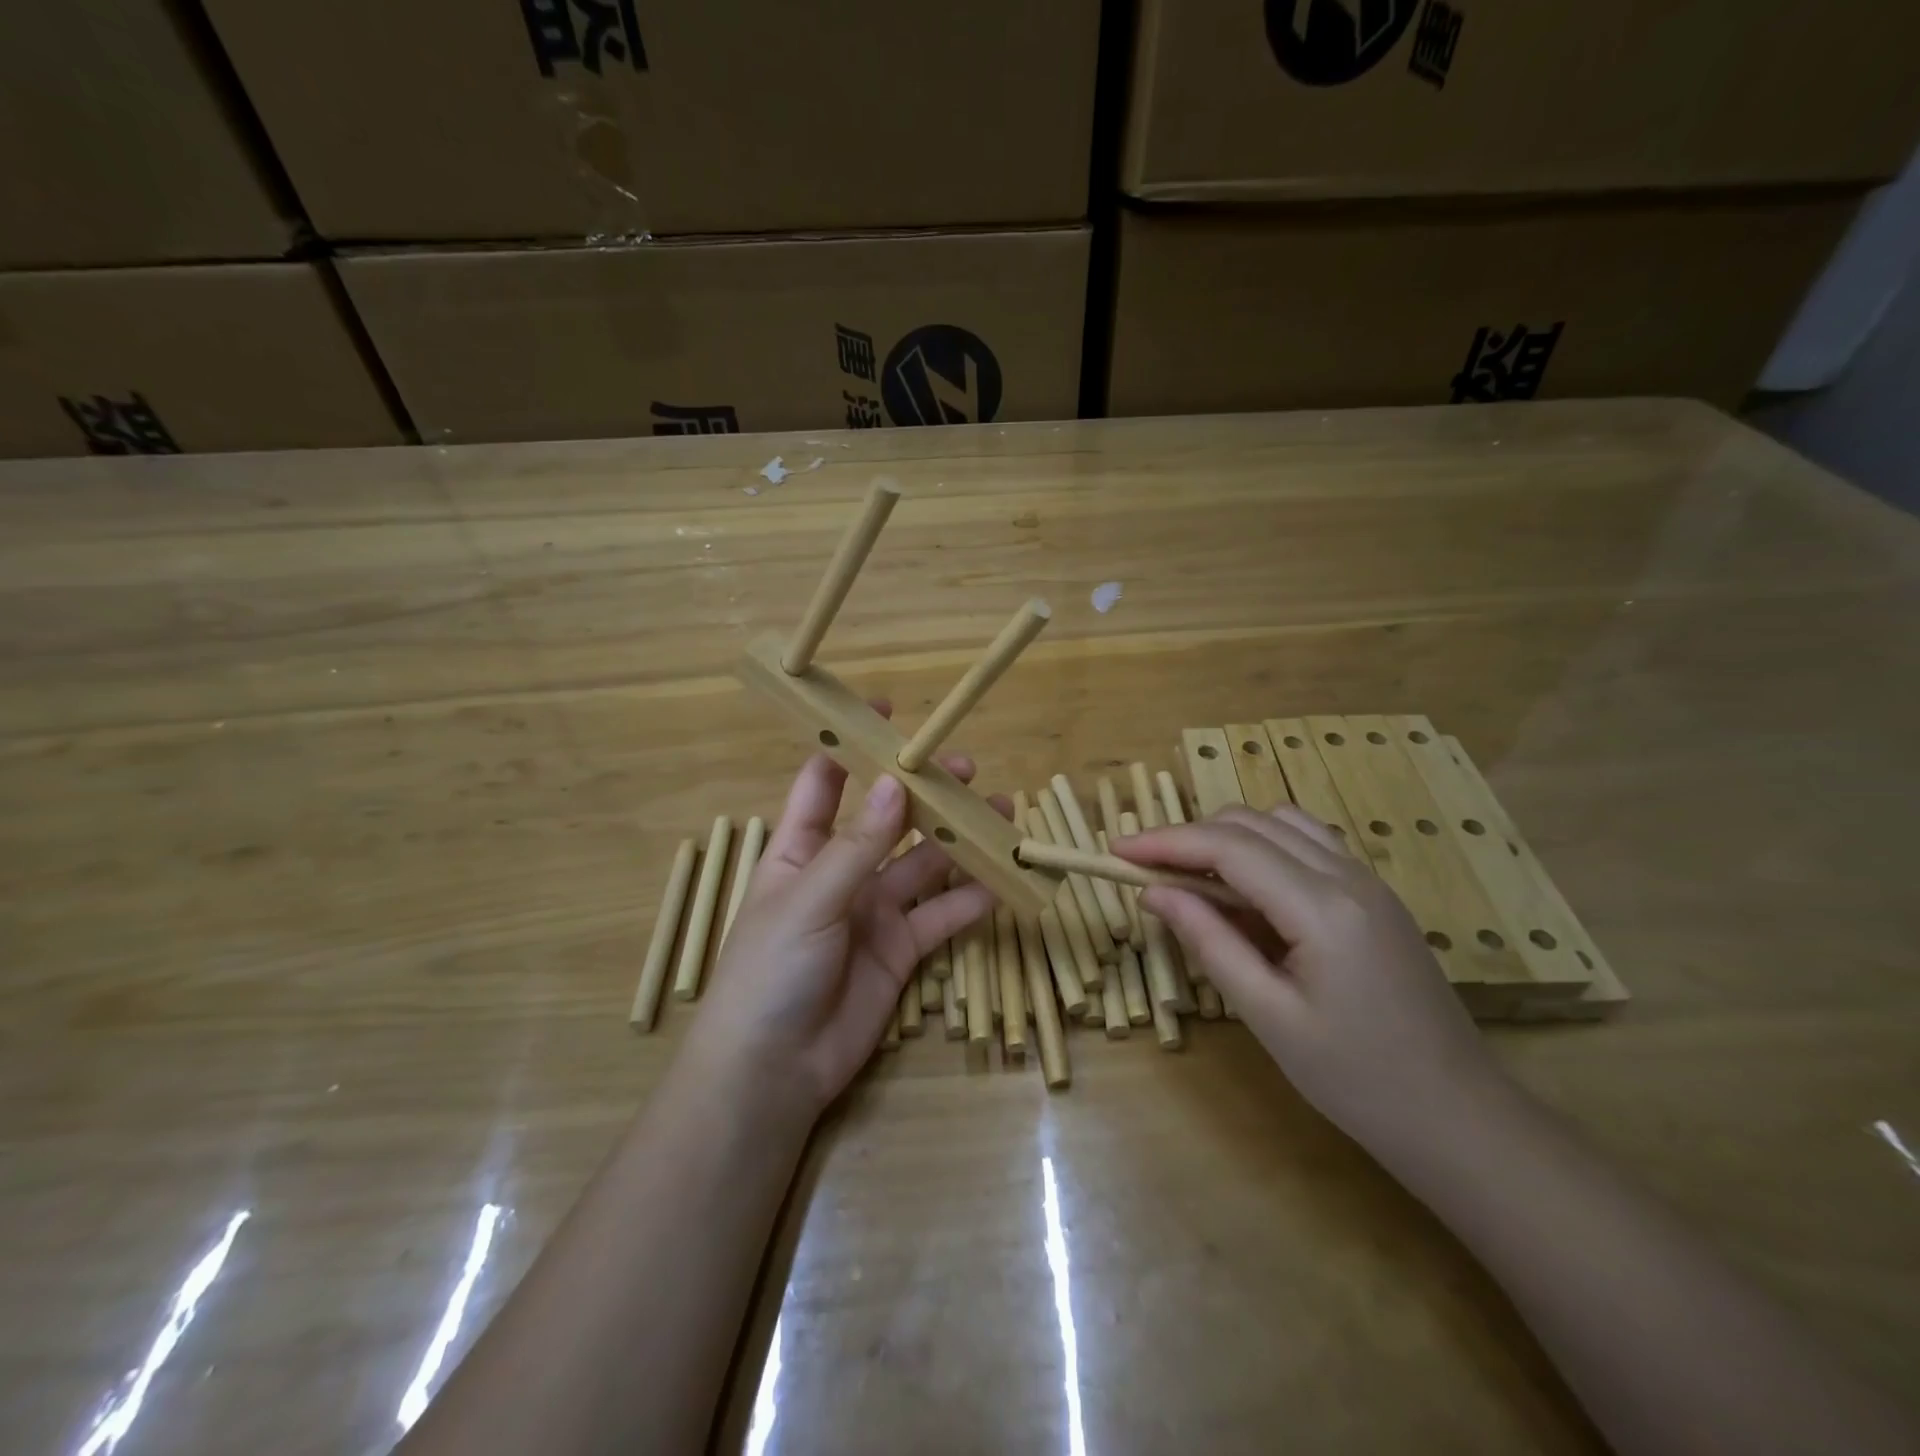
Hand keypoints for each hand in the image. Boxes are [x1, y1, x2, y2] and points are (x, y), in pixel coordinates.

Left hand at [685, 731, 995, 1120]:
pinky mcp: (901, 950)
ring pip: (923, 864)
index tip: (889, 714)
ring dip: (958, 840)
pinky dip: (970, 899)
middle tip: (966, 768)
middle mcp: (841, 873)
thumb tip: (895, 784)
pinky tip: (1002, 879)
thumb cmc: (770, 971)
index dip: (852, 746)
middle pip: (888, 819)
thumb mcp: (809, 900)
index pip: (825, 783)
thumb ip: (857, 846)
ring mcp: (873, 912)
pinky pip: (941, 916)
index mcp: (801, 850)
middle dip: (923, 792)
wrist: (773, 1071)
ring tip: (999, 812)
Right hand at [1119, 806, 1504, 1159]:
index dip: (1165, 841)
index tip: (1116, 850)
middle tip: (1146, 871)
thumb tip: (1154, 892)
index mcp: (1322, 908)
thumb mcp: (1268, 1016)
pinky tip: (1245, 890)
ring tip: (1191, 878)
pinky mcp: (1374, 896)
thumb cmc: (1358, 1080)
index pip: (1227, 847)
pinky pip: (1307, 845)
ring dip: (1226, 837)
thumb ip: (1209, 942)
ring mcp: (1368, 881)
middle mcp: (1348, 876)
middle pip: (1251, 823)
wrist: (1459, 1118)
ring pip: (1280, 823)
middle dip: (1190, 837)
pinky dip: (1262, 849)